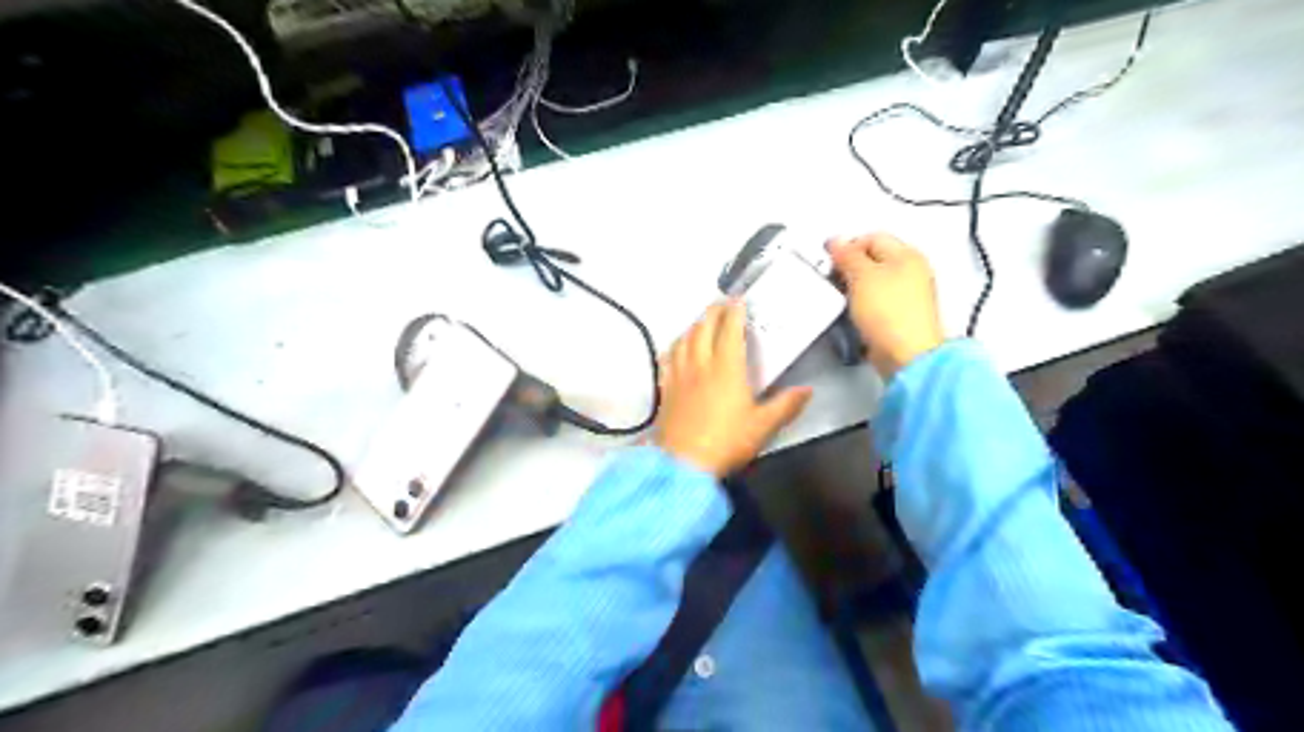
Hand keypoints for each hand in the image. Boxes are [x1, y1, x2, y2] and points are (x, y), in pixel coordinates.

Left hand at [657, 300, 810, 477]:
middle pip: (703, 327)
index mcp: (726, 368)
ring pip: (684, 339)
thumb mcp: (763, 426)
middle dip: (713, 311)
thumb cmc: (726, 442)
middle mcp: (700, 364)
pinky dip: (675, 345)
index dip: (734, 311)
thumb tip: (807, 390)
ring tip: (702, 322)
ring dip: (694, 325)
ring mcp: (679, 375)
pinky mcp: (666, 388)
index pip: (729, 329)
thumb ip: (786, 406)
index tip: (739, 300)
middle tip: (722, 304)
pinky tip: (677, 348)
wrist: (684, 464)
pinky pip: (669, 358)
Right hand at [829, 235, 944, 381]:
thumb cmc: (889, 313)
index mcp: (907, 255)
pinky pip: (875, 305)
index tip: (829, 262)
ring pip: (872, 284)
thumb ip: (847, 255)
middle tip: (833, 281)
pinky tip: (853, 317)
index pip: (871, 238)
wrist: (906, 356)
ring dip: (854, 291)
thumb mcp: (861, 276)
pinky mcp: (899, 318)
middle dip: (849, 270)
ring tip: (842, 302)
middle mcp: (912, 272)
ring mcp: (907, 297)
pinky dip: (862, 308)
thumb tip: (836, 242)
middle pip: (872, 261)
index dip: (847, 247)